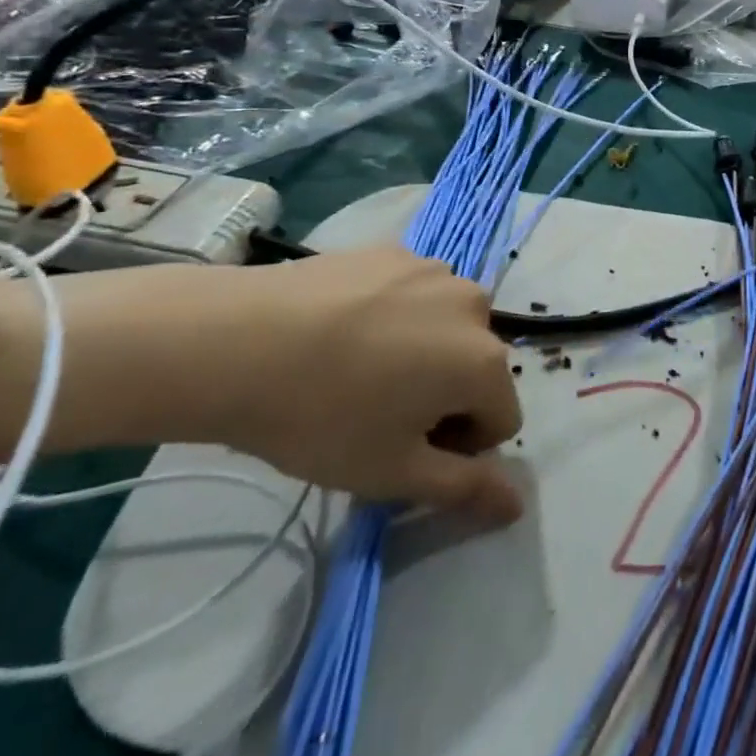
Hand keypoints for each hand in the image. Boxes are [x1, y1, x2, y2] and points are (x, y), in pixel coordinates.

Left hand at [208, 247, 523, 522]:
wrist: (237, 343)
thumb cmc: (322, 418)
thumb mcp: (392, 473)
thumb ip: (464, 489)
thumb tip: (518, 505)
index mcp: (484, 361)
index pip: (500, 419)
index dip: (457, 445)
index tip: (403, 448)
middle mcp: (475, 305)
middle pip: (476, 366)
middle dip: (444, 392)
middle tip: (378, 409)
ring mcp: (435, 270)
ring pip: (446, 326)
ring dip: (423, 349)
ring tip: (357, 365)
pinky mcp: (395, 250)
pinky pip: (414, 292)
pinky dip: (395, 313)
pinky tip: (343, 328)